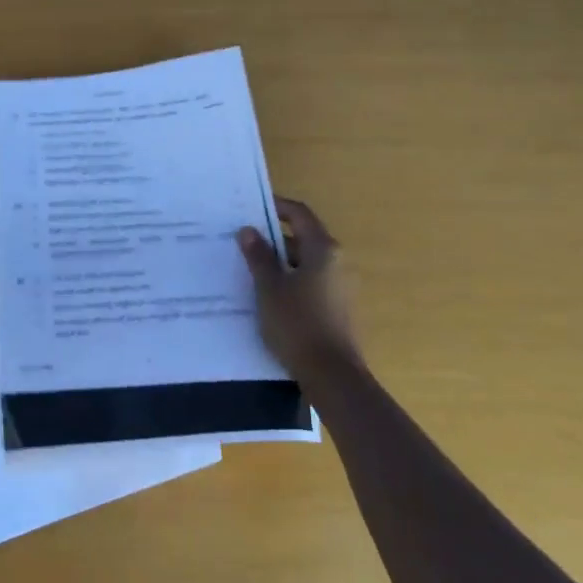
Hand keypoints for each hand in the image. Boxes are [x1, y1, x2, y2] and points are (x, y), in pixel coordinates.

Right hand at [238, 197, 361, 384]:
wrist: (332, 376)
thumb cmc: (298, 324)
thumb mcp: (269, 288)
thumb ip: (259, 256)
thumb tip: (249, 230)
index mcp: (323, 249)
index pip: (300, 214)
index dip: (276, 206)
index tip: (251, 207)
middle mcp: (337, 262)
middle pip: (303, 238)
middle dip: (273, 237)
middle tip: (242, 240)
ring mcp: (340, 286)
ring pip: (305, 262)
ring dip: (279, 261)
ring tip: (248, 267)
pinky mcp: (337, 307)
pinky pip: (310, 282)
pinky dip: (289, 280)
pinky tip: (267, 294)